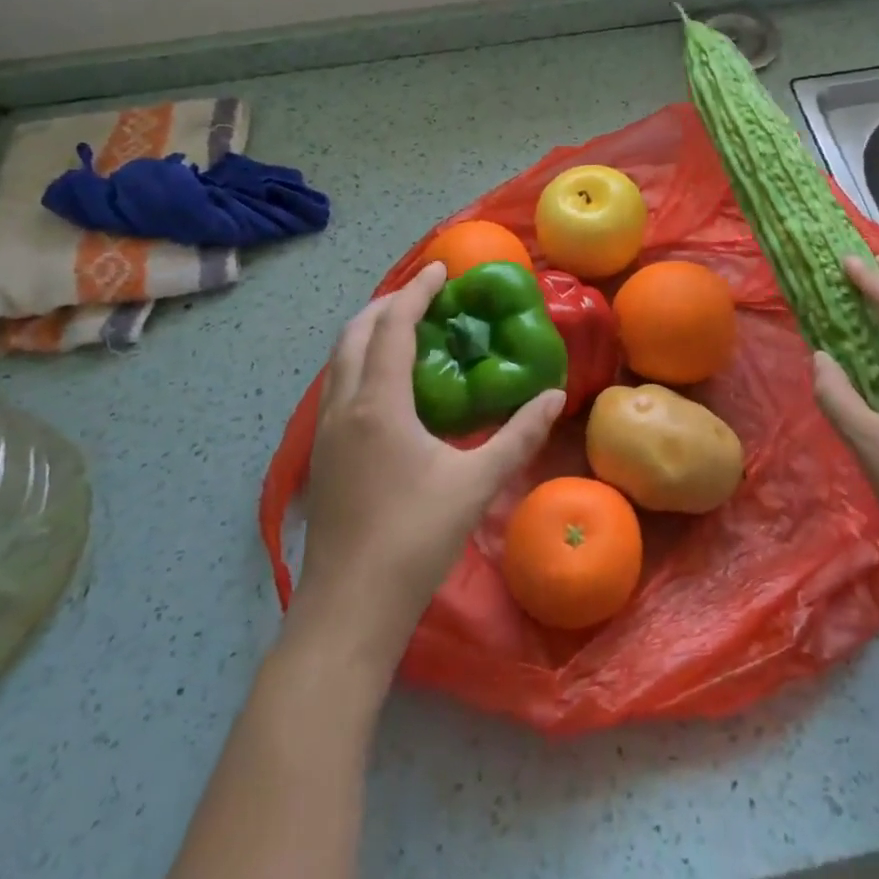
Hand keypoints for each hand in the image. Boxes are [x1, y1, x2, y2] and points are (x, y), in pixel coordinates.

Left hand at [289, 261, 564, 666]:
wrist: (349, 610)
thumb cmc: (413, 540)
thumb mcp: (475, 484)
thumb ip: (518, 436)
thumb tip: (555, 396)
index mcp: (378, 403)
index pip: (393, 326)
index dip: (416, 291)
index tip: (441, 268)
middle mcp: (344, 406)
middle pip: (355, 333)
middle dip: (387, 304)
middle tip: (424, 294)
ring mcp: (326, 432)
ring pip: (339, 360)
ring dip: (369, 332)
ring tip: (407, 328)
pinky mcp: (323, 456)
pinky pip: (338, 385)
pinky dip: (360, 362)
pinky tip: (388, 385)